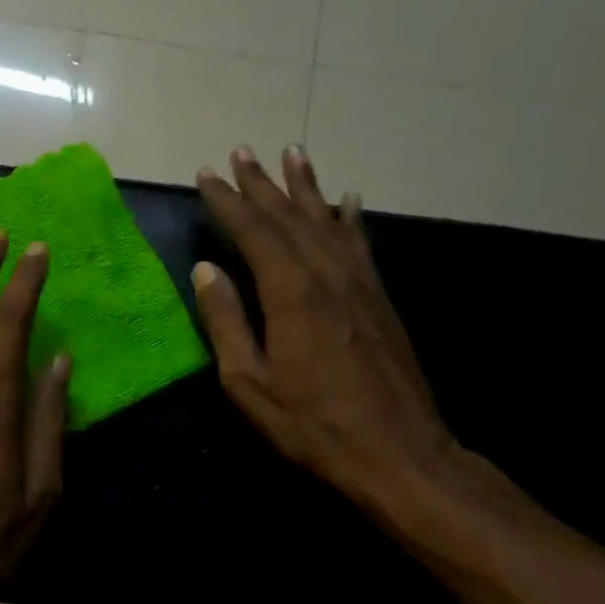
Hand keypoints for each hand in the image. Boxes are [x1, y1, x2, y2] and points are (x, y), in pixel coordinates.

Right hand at [192, 146, 458, 512]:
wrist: (398, 451)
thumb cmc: (312, 424)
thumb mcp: (249, 383)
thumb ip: (226, 322)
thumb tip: (206, 270)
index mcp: (291, 293)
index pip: (253, 231)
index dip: (228, 201)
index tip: (207, 174)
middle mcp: (327, 274)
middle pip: (289, 216)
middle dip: (262, 183)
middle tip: (241, 151)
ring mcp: (359, 283)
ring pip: (327, 220)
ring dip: (305, 186)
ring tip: (291, 153)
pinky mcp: (380, 298)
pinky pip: (360, 243)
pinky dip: (349, 217)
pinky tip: (347, 200)